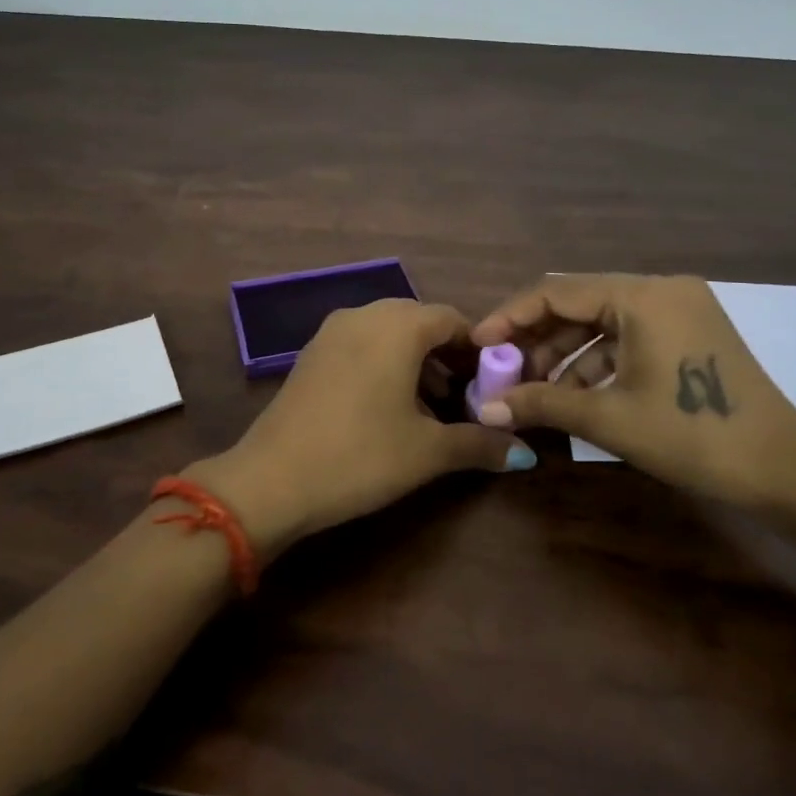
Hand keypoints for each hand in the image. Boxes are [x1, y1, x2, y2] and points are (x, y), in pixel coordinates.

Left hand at [190, 299, 536, 557]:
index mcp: (397, 326)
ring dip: (414, 361)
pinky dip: (382, 364)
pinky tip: (387, 407)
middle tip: (464, 396)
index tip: (492, 383)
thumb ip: (480, 444)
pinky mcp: (310, 355)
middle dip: (445, 355)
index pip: (451, 319)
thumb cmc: (360, 456)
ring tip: (430, 407)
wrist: (272, 480)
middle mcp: (363, 316)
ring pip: (386, 333)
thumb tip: (524, 451)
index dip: (477, 349)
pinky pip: (359, 345)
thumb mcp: (427, 452)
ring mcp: (330, 333)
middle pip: (418, 322)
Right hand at [470, 274, 795, 515]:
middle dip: (536, 339)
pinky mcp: (689, 334)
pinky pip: (628, 337)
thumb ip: (542, 404)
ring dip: (564, 354)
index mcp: (643, 295)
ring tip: (532, 390)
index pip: (557, 291)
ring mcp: (679, 310)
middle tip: (502, 372)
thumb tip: (484, 409)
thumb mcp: (609, 418)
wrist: (785, 471)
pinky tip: (572, 394)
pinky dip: (596, 362)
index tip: (477, 344)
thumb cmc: (693, 436)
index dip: (511, 316)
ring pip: (602, 322)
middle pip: (579, 304)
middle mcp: (661, 289)